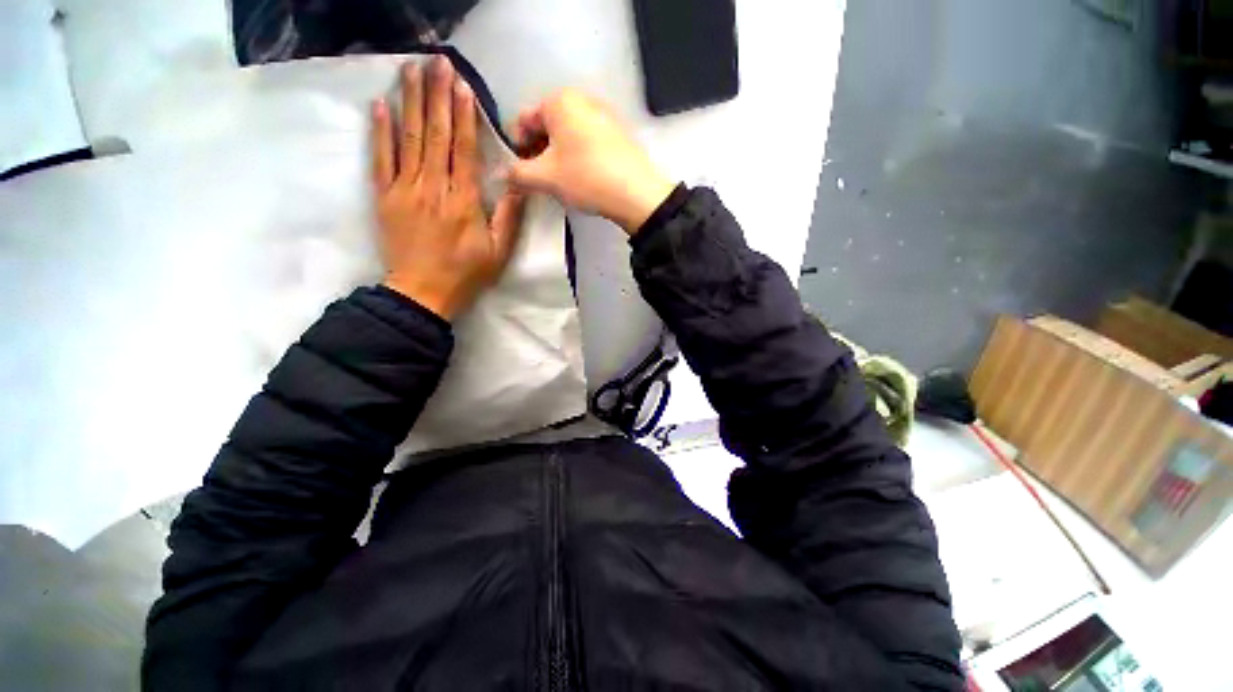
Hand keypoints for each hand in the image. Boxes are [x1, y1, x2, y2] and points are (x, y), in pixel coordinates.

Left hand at [373, 57, 525, 319]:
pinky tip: (380, 106)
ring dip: (409, 101)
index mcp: (463, 200)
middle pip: (434, 133)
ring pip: (407, 138)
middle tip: (435, 60)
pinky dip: (379, 131)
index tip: (461, 83)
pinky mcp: (384, 196)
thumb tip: (516, 181)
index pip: (462, 147)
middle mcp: (432, 186)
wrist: (422, 292)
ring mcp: (404, 189)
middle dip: (435, 94)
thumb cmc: (466, 273)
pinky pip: (380, 158)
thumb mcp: (499, 251)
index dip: (462, 113)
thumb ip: (508, 216)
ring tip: (410, 70)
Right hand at [508, 90, 674, 234]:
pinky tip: (582, 177)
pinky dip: (577, 156)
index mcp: (559, 100)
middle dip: (537, 151)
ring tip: (560, 181)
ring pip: (567, 134)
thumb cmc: (586, 178)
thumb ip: (517, 174)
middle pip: (546, 125)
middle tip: (539, 179)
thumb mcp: (546, 178)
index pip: (523, 120)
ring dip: (557, 156)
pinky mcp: (618, 133)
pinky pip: (587, 140)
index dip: (515, 147)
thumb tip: (500, 175)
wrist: (636, 194)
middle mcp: (581, 99)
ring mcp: (603, 114)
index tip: (519, 172)